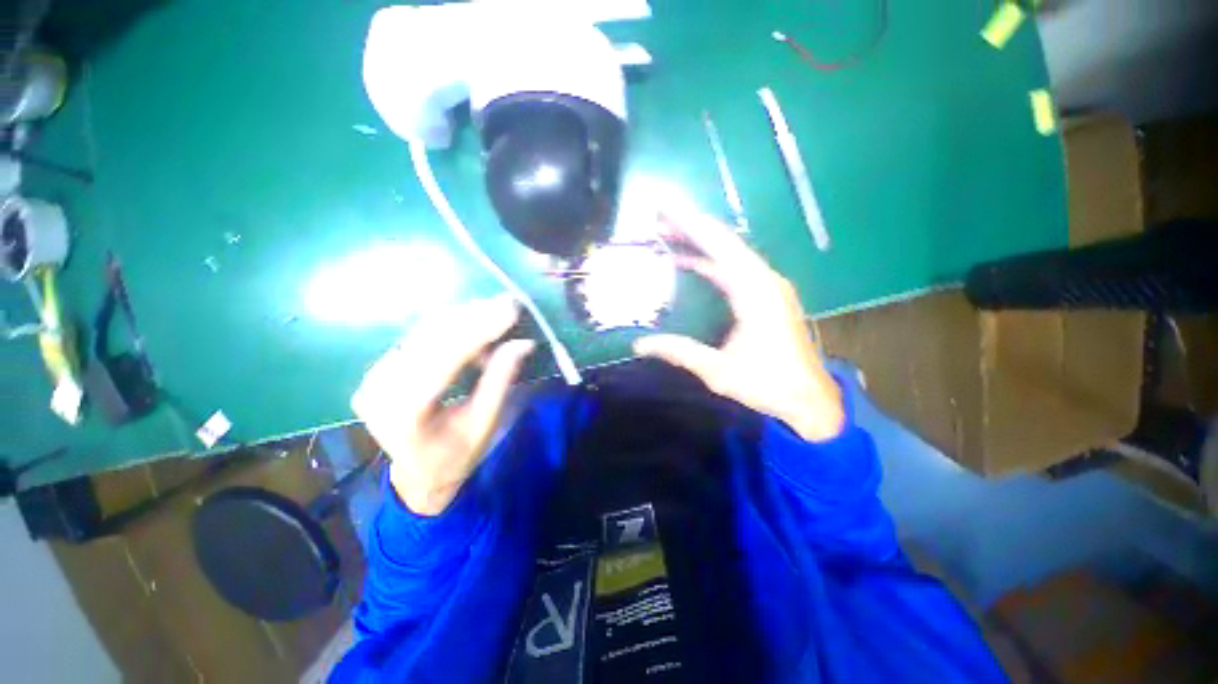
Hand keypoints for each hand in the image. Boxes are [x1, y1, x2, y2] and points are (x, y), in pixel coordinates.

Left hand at [352, 295, 534, 514]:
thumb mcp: (485, 424)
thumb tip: (523, 343)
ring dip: (465, 318)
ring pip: (425, 331)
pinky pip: (420, 336)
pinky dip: (452, 326)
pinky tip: (475, 324)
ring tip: (497, 311)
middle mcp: (381, 390)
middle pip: (432, 338)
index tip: (511, 309)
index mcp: (406, 413)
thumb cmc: (456, 456)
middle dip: (475, 317)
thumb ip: (500, 380)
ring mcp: (374, 377)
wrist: (418, 475)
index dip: (480, 329)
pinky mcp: (380, 368)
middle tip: (509, 303)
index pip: (445, 359)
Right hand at [634, 208, 844, 441]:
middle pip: (726, 243)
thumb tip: (640, 344)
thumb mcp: (719, 371)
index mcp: (756, 292)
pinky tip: (692, 262)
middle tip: (660, 217)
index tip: (666, 209)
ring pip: (731, 254)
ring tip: (670, 234)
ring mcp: (769, 287)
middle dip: (692, 227)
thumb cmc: (768, 384)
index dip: (691, 226)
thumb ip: (680, 352)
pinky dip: (712, 262)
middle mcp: (765, 281)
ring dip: (701, 243)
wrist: (810, 400)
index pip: (720, 247)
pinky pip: (735, 269)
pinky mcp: (768, 296)